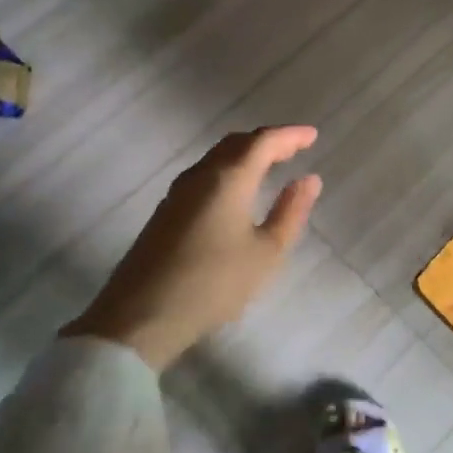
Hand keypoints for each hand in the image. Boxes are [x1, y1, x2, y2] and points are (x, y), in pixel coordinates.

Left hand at [70, 126, 321, 370]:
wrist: (140, 317)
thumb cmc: (213, 284)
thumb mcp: (265, 253)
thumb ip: (290, 212)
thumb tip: (309, 179)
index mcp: (228, 178)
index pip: (263, 141)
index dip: (290, 135)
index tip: (312, 136)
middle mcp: (201, 175)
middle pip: (237, 143)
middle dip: (267, 141)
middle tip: (294, 149)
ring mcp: (178, 192)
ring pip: (217, 157)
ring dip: (245, 154)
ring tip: (270, 166)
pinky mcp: (165, 211)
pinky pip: (204, 175)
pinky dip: (228, 170)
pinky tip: (236, 192)